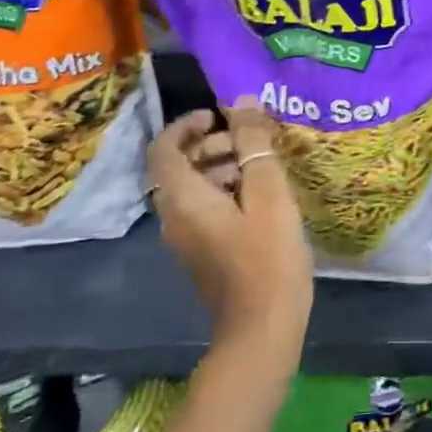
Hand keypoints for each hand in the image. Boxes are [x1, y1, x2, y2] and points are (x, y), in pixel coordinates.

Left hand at [147, 98, 311, 362]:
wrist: (262, 329)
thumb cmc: (267, 256)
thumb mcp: (268, 193)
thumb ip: (254, 145)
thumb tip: (242, 102)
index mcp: (183, 198)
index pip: (163, 148)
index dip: (186, 125)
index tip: (218, 116)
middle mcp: (174, 217)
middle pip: (178, 167)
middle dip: (211, 145)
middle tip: (251, 143)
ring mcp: (186, 240)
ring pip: (193, 189)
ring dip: (221, 168)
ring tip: (262, 169)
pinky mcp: (202, 255)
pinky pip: (204, 210)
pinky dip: (225, 193)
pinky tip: (262, 199)